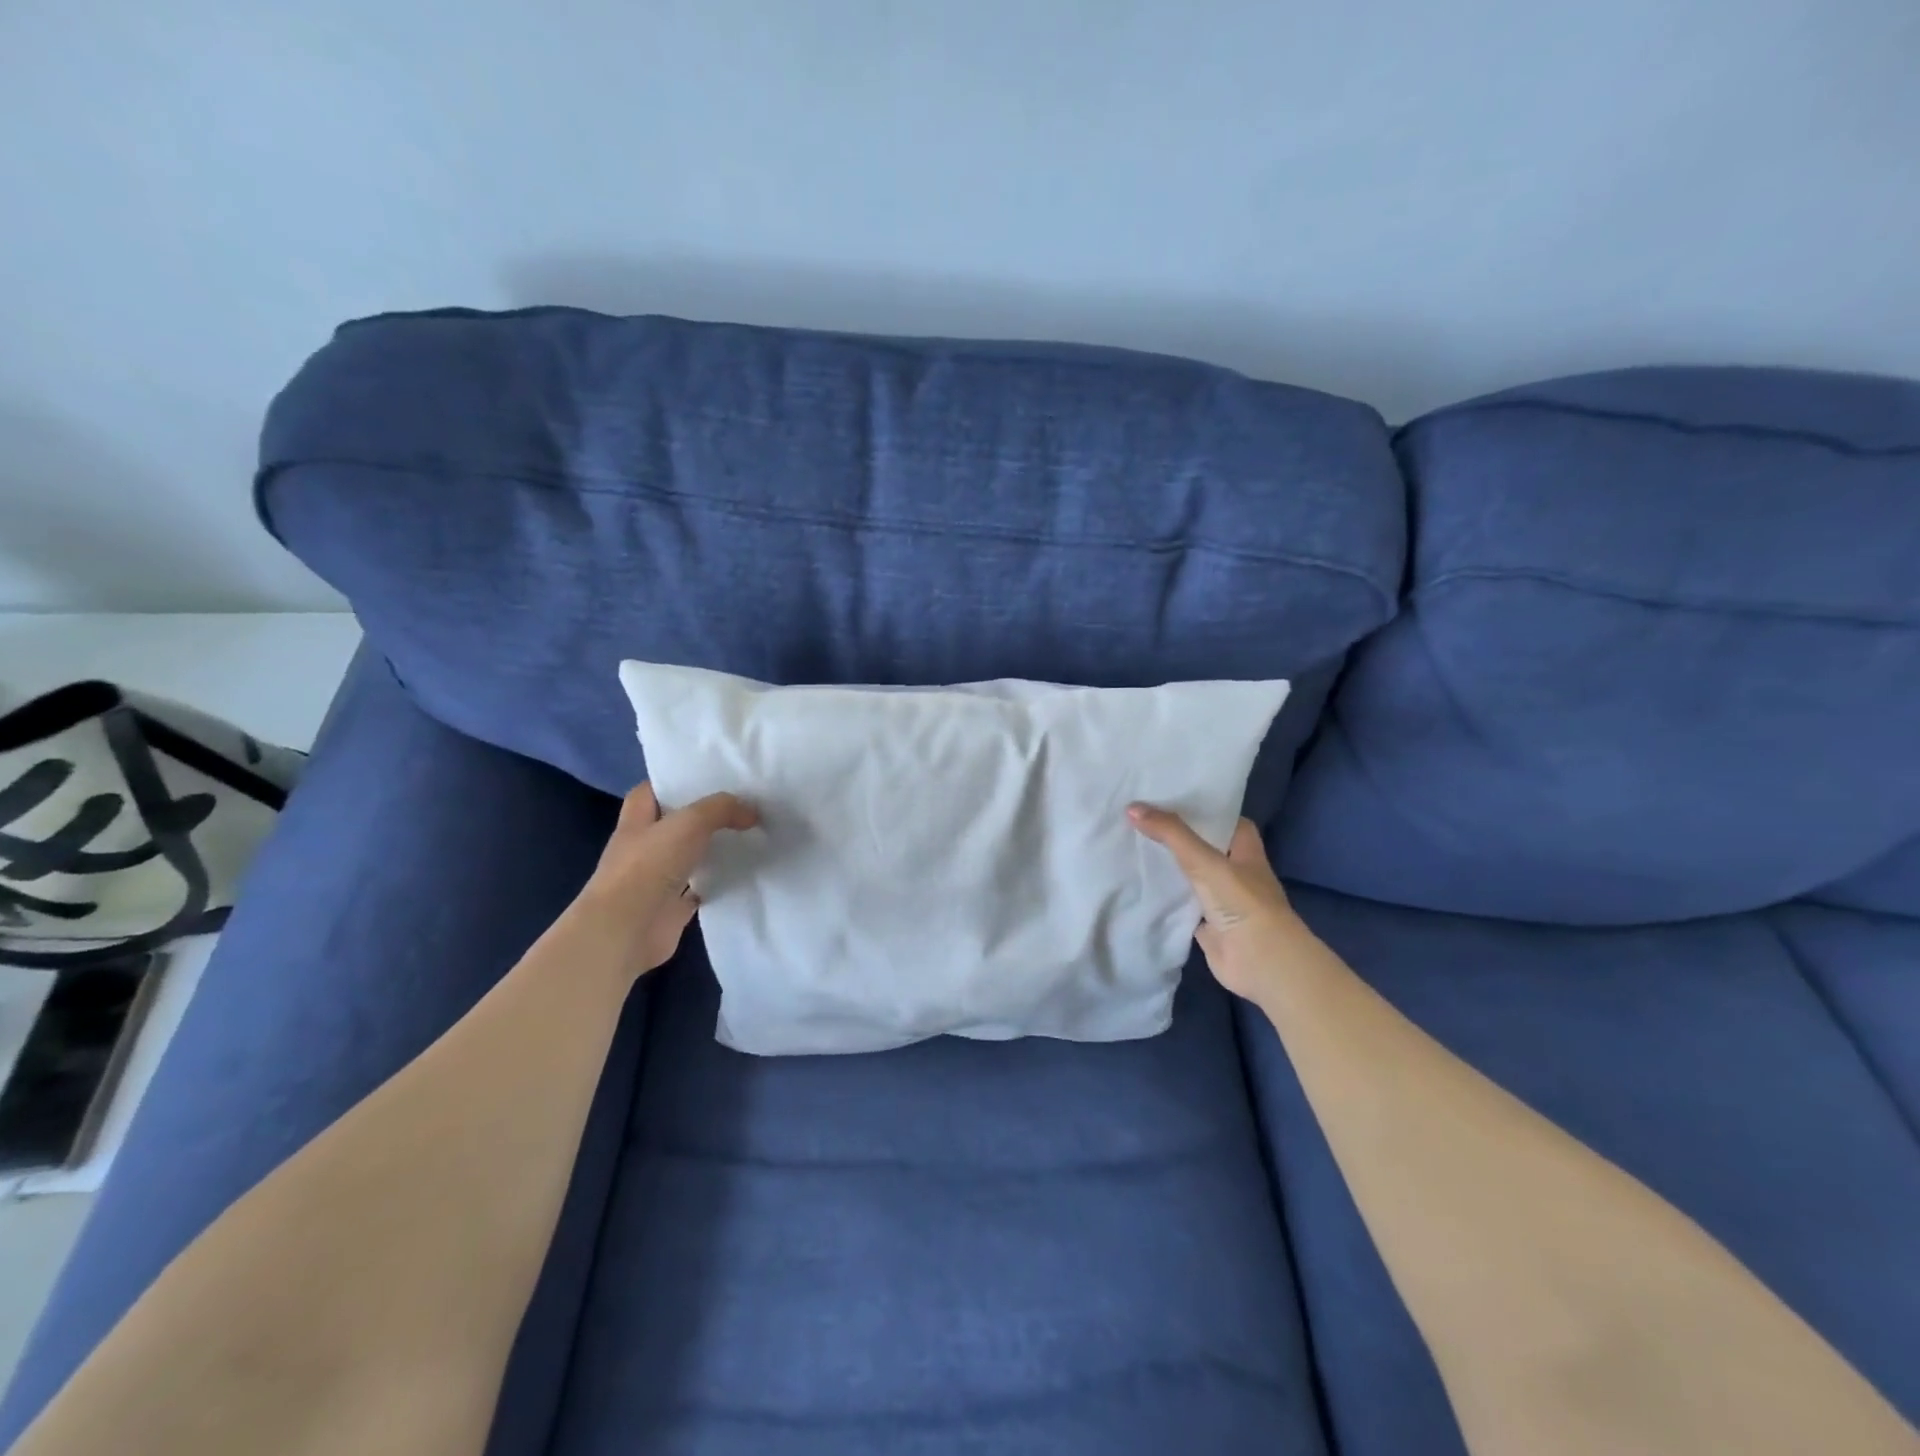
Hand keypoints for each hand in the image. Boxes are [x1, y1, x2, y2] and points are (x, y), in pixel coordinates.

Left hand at [579, 782, 758, 975]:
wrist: (626, 930)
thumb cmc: (649, 866)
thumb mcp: (690, 822)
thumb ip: (722, 809)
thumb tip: (752, 812)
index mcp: (637, 822)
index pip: (650, 792)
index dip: (673, 782)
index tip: (706, 776)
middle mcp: (643, 848)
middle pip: (674, 824)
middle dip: (702, 815)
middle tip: (740, 804)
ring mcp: (656, 880)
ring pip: (689, 857)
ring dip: (712, 849)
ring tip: (749, 834)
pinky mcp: (671, 908)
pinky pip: (699, 890)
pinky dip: (717, 883)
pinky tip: (743, 873)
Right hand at [1127, 805, 1298, 1002]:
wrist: (1260, 961)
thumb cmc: (1242, 902)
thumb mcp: (1205, 860)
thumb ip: (1171, 834)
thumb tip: (1132, 807)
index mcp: (1246, 851)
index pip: (1227, 821)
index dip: (1205, 809)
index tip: (1173, 799)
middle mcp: (1237, 873)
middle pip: (1206, 848)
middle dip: (1180, 837)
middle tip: (1143, 820)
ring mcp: (1223, 901)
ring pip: (1193, 878)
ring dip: (1171, 868)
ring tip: (1135, 848)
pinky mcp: (1208, 926)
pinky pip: (1183, 907)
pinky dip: (1166, 900)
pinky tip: (1141, 888)